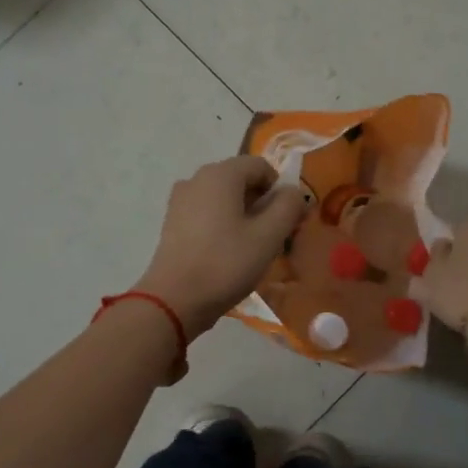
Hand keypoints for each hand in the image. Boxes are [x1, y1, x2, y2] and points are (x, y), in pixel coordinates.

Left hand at [135, 156, 305, 338]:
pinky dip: (223, 225)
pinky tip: (227, 254)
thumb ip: (288, 206)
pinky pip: (207, 213)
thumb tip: (294, 192)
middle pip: (242, 180)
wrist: (174, 300)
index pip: (262, 166)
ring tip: (251, 249)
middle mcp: (197, 178)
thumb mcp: (268, 236)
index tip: (287, 221)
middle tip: (273, 238)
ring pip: (224, 199)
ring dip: (244, 216)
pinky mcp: (173, 222)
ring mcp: (181, 200)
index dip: (281, 190)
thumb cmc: (226, 264)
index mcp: (221, 174)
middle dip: (263, 204)